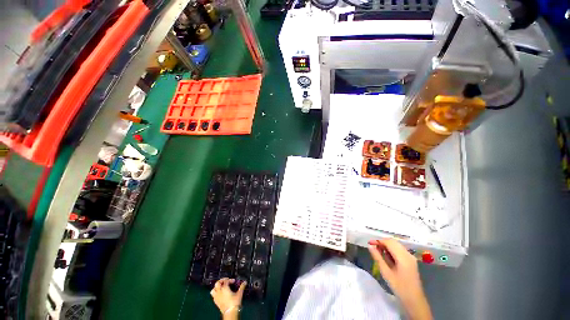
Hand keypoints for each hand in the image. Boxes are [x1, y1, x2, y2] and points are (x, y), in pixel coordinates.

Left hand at [210, 278, 245, 318]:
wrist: (230, 312)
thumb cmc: (235, 302)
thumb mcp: (239, 293)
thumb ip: (242, 287)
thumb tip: (245, 282)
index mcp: (225, 288)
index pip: (226, 281)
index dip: (230, 280)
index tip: (234, 281)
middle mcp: (219, 291)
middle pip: (217, 283)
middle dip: (221, 281)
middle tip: (226, 281)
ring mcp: (216, 297)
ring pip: (213, 289)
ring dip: (216, 287)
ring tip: (221, 287)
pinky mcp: (216, 302)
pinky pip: (213, 296)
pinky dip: (216, 293)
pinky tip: (220, 294)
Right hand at [368, 239, 432, 319]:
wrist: (414, 300)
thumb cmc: (399, 287)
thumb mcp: (386, 273)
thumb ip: (378, 257)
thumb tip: (370, 246)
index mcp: (403, 257)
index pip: (389, 242)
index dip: (378, 241)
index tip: (369, 243)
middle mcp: (408, 254)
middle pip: (393, 242)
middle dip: (382, 242)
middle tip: (373, 247)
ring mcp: (411, 257)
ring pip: (396, 245)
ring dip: (387, 246)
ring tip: (378, 252)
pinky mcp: (411, 261)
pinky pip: (400, 250)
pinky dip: (392, 250)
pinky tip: (387, 257)